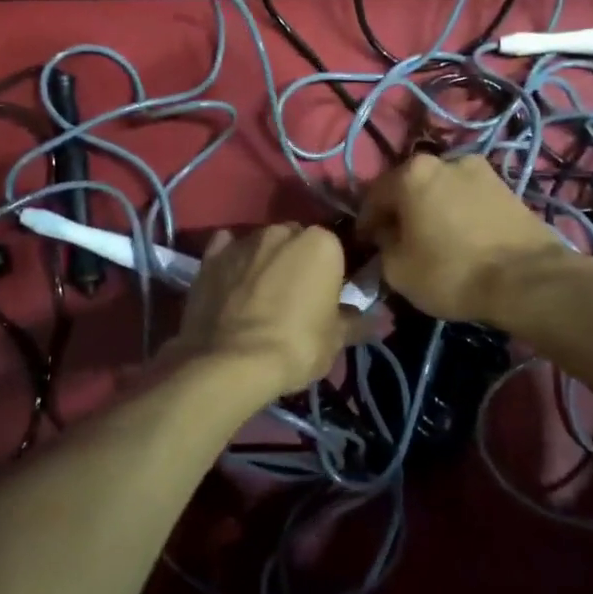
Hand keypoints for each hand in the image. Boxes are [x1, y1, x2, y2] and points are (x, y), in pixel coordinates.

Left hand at [171, 224, 362, 396]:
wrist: (231, 362)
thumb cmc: (297, 345)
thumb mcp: (336, 339)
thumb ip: (358, 322)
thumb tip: (382, 321)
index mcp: (321, 243)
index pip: (335, 249)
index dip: (332, 273)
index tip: (328, 297)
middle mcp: (282, 231)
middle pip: (297, 241)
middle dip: (298, 261)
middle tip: (296, 297)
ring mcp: (243, 241)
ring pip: (262, 245)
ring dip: (265, 262)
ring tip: (261, 297)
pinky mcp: (210, 257)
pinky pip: (226, 250)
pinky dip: (231, 262)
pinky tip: (232, 283)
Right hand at [357, 154, 568, 322]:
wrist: (527, 279)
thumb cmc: (451, 272)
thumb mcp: (398, 270)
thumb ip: (383, 247)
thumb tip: (388, 237)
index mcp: (412, 173)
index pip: (374, 195)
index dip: (366, 222)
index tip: (365, 245)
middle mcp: (446, 160)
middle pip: (411, 187)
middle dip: (401, 211)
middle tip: (398, 240)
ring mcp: (481, 171)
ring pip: (442, 191)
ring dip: (432, 210)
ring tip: (433, 239)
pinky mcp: (508, 188)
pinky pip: (468, 200)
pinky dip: (458, 214)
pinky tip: (460, 238)